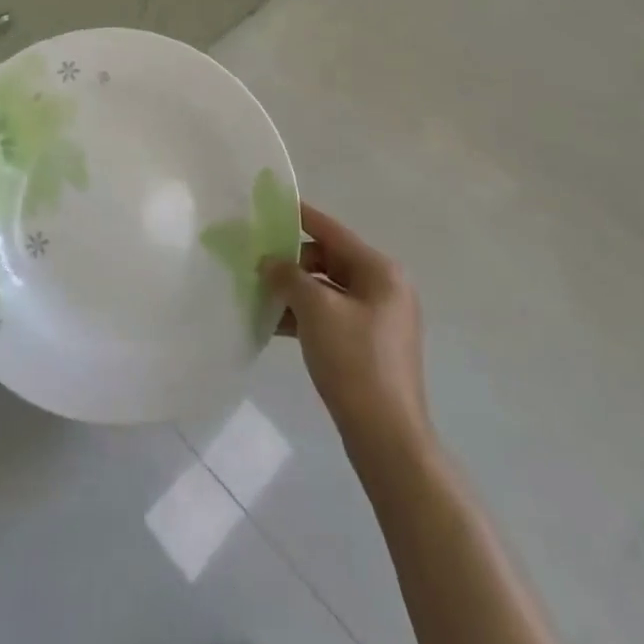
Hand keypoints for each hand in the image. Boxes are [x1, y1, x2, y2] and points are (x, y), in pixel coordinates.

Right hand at [262, 203, 431, 460]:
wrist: (386, 437)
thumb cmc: (354, 361)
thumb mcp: (315, 310)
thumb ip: (288, 276)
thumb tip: (270, 262)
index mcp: (380, 271)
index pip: (333, 231)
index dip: (301, 216)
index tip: (270, 205)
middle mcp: (385, 288)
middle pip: (330, 259)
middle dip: (293, 261)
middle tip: (256, 264)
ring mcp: (379, 319)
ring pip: (328, 290)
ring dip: (295, 291)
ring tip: (258, 295)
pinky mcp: (370, 345)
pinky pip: (332, 315)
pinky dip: (306, 315)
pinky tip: (275, 324)